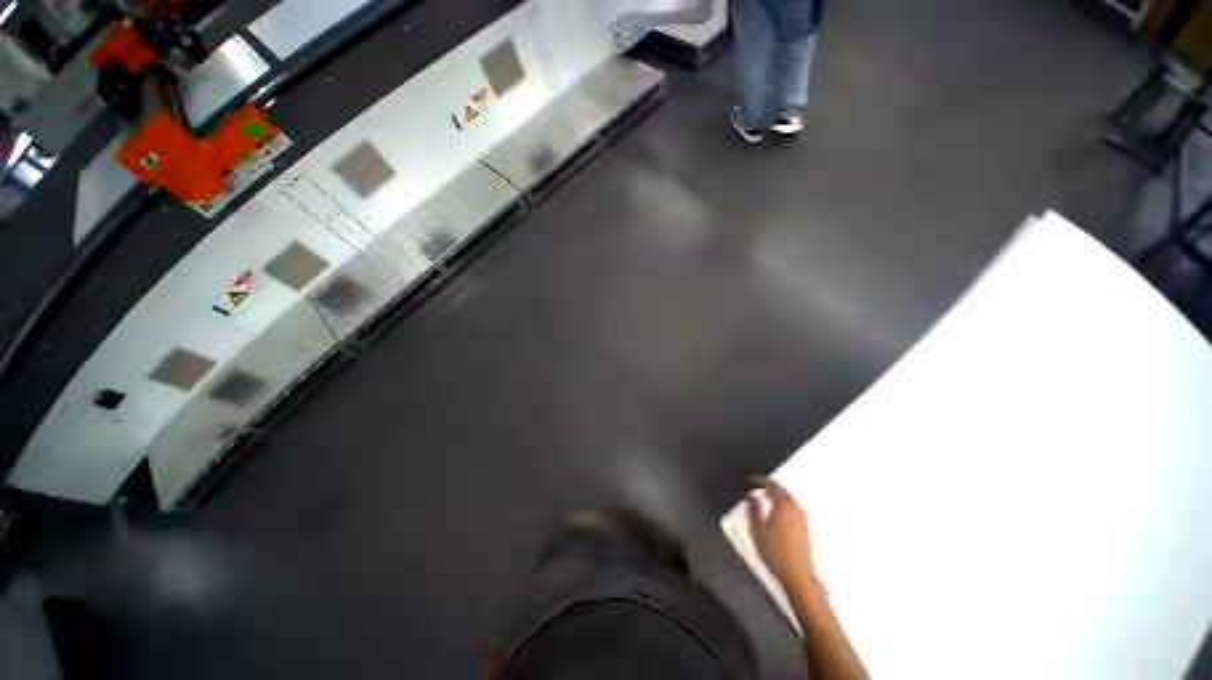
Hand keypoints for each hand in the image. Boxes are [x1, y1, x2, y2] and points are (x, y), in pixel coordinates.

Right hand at [746, 476, 815, 592]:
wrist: (798, 575)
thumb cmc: (775, 552)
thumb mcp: (757, 529)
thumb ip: (753, 508)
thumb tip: (750, 496)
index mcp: (783, 504)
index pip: (771, 484)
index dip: (759, 480)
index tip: (749, 480)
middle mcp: (795, 507)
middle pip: (781, 490)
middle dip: (768, 486)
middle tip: (755, 486)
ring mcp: (802, 517)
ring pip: (788, 499)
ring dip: (776, 495)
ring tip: (763, 497)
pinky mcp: (805, 527)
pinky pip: (792, 507)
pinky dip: (782, 504)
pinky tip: (775, 511)